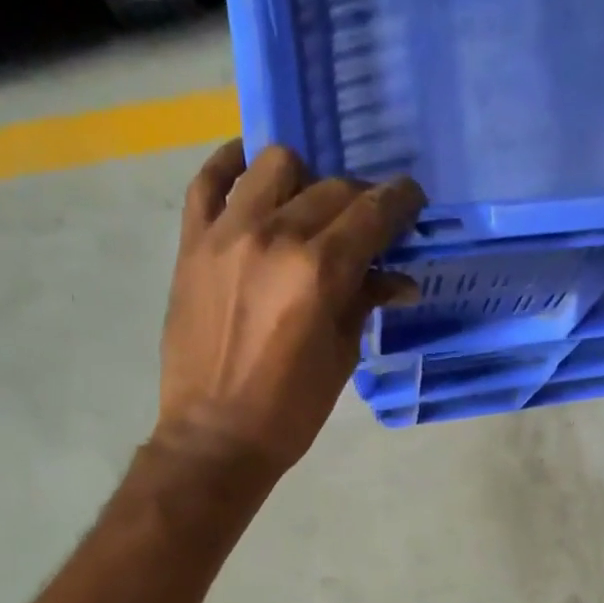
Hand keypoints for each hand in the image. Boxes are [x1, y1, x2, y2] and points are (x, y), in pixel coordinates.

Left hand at [154, 141, 425, 474]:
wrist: (215, 437)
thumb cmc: (289, 412)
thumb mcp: (341, 359)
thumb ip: (364, 305)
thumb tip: (397, 280)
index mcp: (318, 272)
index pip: (371, 213)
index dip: (400, 202)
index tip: (411, 203)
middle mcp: (274, 236)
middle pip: (331, 187)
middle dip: (360, 200)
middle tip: (366, 226)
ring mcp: (227, 234)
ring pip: (275, 165)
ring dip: (304, 179)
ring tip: (308, 210)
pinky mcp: (192, 244)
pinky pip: (209, 180)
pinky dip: (233, 166)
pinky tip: (251, 175)